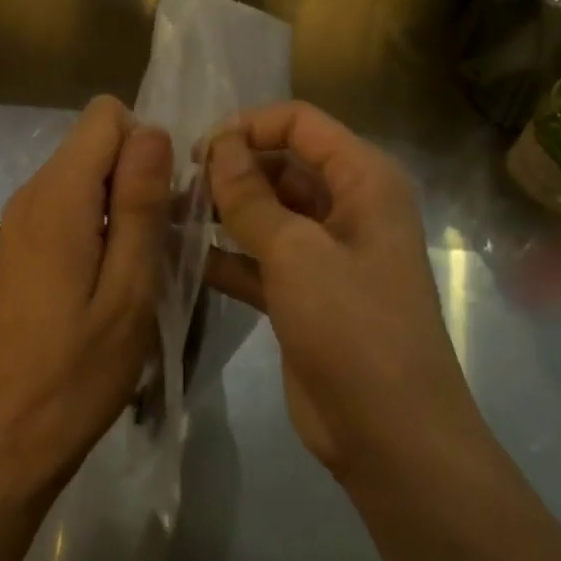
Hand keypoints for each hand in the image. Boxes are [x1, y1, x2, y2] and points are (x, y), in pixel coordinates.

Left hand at [0, 96, 171, 497]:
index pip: (105, 115)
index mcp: (59, 195)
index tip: (164, 200)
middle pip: (95, 141)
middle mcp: (33, 192)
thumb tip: (152, 130)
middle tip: (161, 238)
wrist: (10, 432)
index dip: (145, 143)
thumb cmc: (80, 367)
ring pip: (86, 171)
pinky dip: (101, 219)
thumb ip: (140, 202)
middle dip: (137, 172)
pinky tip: (113, 274)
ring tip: (142, 262)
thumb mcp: (130, 287)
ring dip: (123, 200)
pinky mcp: (22, 242)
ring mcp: (22, 217)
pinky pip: (71, 201)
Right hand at [204, 102, 478, 478]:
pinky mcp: (303, 292)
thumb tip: (218, 144)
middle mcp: (347, 206)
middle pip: (281, 164)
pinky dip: (224, 255)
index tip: (199, 150)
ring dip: (222, 211)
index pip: (301, 123)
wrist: (391, 436)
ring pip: (266, 211)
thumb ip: (250, 195)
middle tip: (177, 186)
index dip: (249, 126)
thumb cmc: (354, 328)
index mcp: (363, 180)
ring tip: (169, 215)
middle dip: (231, 169)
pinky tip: (179, 256)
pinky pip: (258, 257)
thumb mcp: (297, 253)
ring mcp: (324, 252)